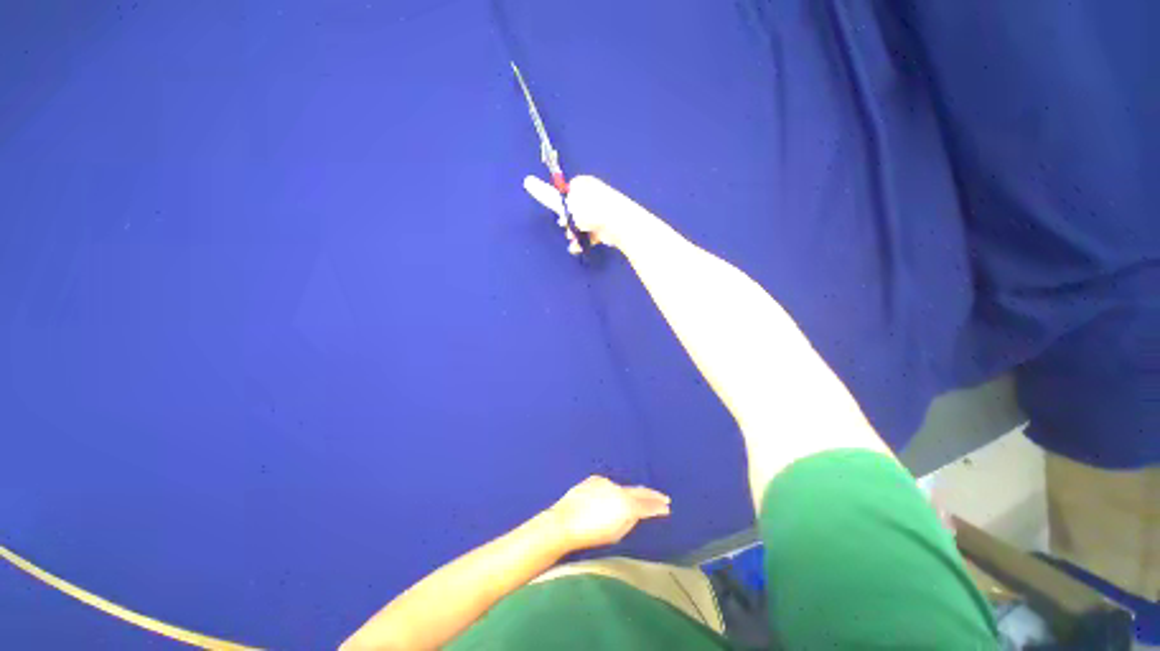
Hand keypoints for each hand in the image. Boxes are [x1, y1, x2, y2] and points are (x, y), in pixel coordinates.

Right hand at [523, 175, 656, 254]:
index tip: (560, 216)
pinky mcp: (609, 224)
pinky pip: (593, 231)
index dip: (561, 205)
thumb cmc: (590, 212)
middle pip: (575, 209)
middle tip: (567, 230)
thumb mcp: (565, 204)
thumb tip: (526, 180)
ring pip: (584, 222)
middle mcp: (594, 194)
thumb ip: (546, 195)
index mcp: (584, 184)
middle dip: (569, 223)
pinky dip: (586, 239)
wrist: (618, 224)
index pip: (566, 193)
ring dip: (576, 234)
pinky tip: (581, 247)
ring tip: (574, 242)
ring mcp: (603, 209)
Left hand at [546, 476, 670, 550]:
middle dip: (651, 495)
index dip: (658, 506)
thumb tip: (636, 512)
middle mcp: (618, 488)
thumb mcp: (616, 533)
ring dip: (631, 494)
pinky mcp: (594, 479)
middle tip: (663, 498)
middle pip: (638, 491)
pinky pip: (609, 486)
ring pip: (622, 488)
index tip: (667, 506)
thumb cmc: (592, 534)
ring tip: (640, 499)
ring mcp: (606, 482)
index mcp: (626, 503)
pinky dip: (614, 491)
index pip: (647, 504)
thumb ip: (630, 520)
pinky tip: (612, 498)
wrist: (565, 521)